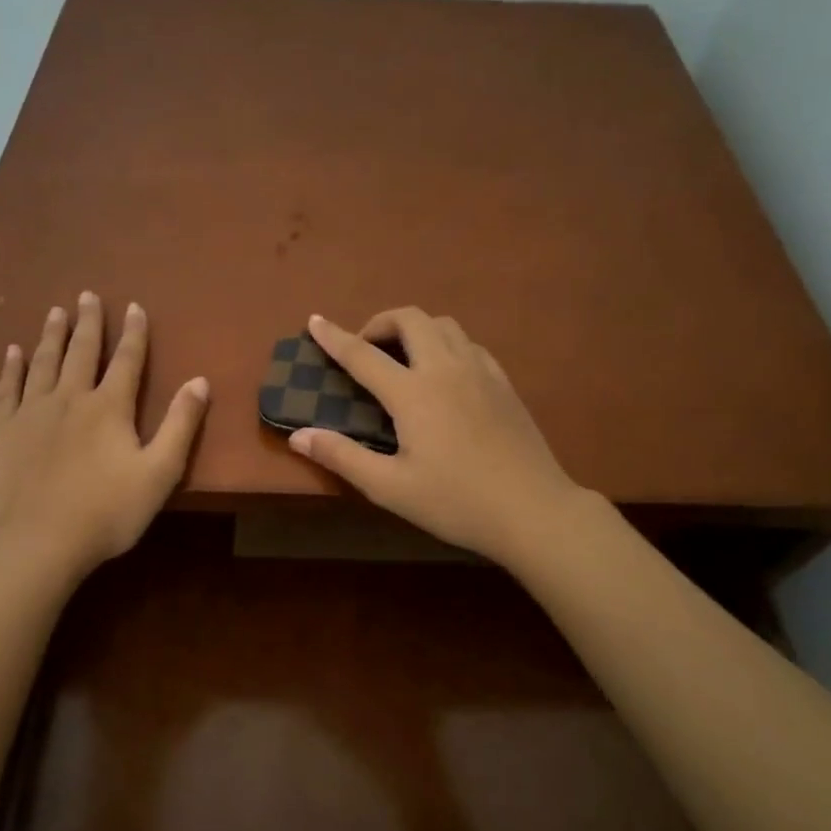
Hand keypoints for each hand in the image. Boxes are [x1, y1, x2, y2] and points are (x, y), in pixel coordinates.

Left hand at [0, 293, 208, 583]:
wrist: (38, 542)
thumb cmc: (107, 512)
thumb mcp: (160, 472)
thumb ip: (180, 425)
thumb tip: (200, 381)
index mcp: (109, 407)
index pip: (126, 360)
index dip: (133, 332)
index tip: (133, 306)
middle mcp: (70, 398)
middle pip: (81, 351)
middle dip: (88, 322)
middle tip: (86, 294)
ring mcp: (31, 412)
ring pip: (43, 362)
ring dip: (51, 334)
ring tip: (55, 311)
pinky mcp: (2, 431)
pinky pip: (7, 388)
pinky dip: (11, 367)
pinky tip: (13, 351)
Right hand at [290, 309, 591, 568]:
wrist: (532, 510)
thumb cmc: (456, 502)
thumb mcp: (390, 487)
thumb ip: (342, 456)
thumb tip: (298, 434)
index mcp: (414, 392)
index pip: (363, 354)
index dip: (334, 337)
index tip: (315, 320)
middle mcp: (446, 369)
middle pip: (410, 319)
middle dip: (380, 323)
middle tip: (366, 349)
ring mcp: (480, 371)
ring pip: (444, 325)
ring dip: (415, 329)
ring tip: (402, 358)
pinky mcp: (504, 383)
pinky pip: (469, 344)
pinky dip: (446, 344)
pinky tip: (445, 374)